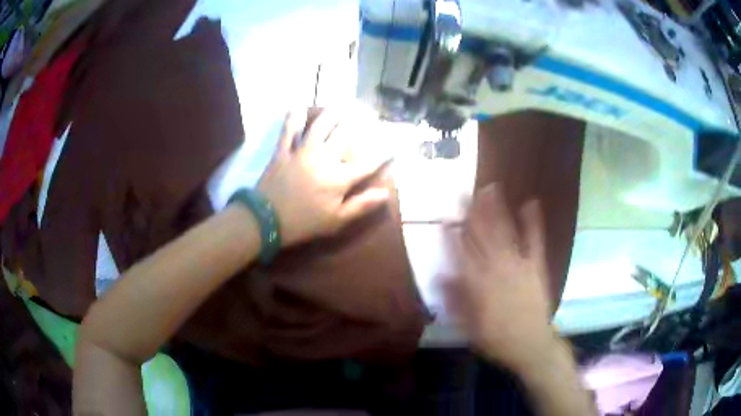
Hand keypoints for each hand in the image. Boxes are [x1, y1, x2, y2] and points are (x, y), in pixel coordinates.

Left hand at [257, 108, 390, 246]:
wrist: (266, 220)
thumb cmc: (304, 223)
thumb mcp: (336, 221)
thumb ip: (361, 205)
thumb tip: (386, 193)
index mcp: (338, 178)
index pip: (367, 164)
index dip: (384, 154)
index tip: (396, 144)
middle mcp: (323, 158)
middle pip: (344, 135)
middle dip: (357, 123)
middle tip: (366, 113)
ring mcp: (301, 152)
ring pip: (319, 126)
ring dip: (331, 114)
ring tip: (339, 106)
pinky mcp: (283, 151)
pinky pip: (288, 131)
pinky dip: (292, 118)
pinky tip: (297, 107)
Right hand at [445, 184, 556, 371]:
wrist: (530, 343)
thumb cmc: (496, 337)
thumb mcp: (468, 326)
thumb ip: (454, 299)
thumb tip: (440, 275)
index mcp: (477, 283)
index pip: (460, 253)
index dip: (451, 234)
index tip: (444, 217)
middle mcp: (496, 268)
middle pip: (481, 235)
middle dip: (472, 211)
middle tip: (465, 190)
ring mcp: (518, 264)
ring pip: (504, 231)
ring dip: (497, 209)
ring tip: (491, 188)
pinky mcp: (536, 265)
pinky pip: (534, 240)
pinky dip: (533, 221)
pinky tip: (531, 203)